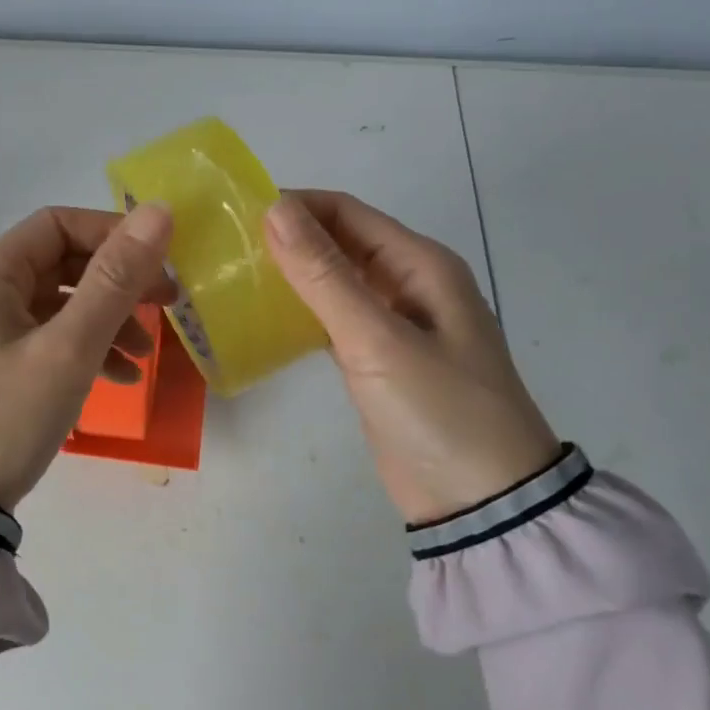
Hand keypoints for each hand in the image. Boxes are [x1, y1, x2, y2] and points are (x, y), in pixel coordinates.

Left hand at [0, 205, 175, 511]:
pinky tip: (120, 378)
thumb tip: (159, 212)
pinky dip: (88, 350)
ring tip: (146, 354)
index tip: (158, 260)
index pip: (58, 225)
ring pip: (62, 305)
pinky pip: (52, 340)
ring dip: (108, 320)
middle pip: (63, 265)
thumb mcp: (69, 349)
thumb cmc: (6, 417)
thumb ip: (115, 281)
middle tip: (167, 303)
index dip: (111, 233)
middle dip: (117, 282)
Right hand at [264, 190, 559, 524]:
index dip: (294, 206)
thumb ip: (324, 275)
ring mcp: (393, 324)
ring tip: (234, 275)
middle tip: (226, 246)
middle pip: (340, 242)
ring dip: (291, 273)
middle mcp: (408, 284)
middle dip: (288, 237)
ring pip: (334, 280)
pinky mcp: (377, 360)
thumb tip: (275, 209)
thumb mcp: (378, 340)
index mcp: (420, 264)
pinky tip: (262, 316)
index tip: (236, 214)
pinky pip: (333, 319)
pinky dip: (300, 311)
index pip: (347, 212)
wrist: (483, 504)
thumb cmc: (439, 411)